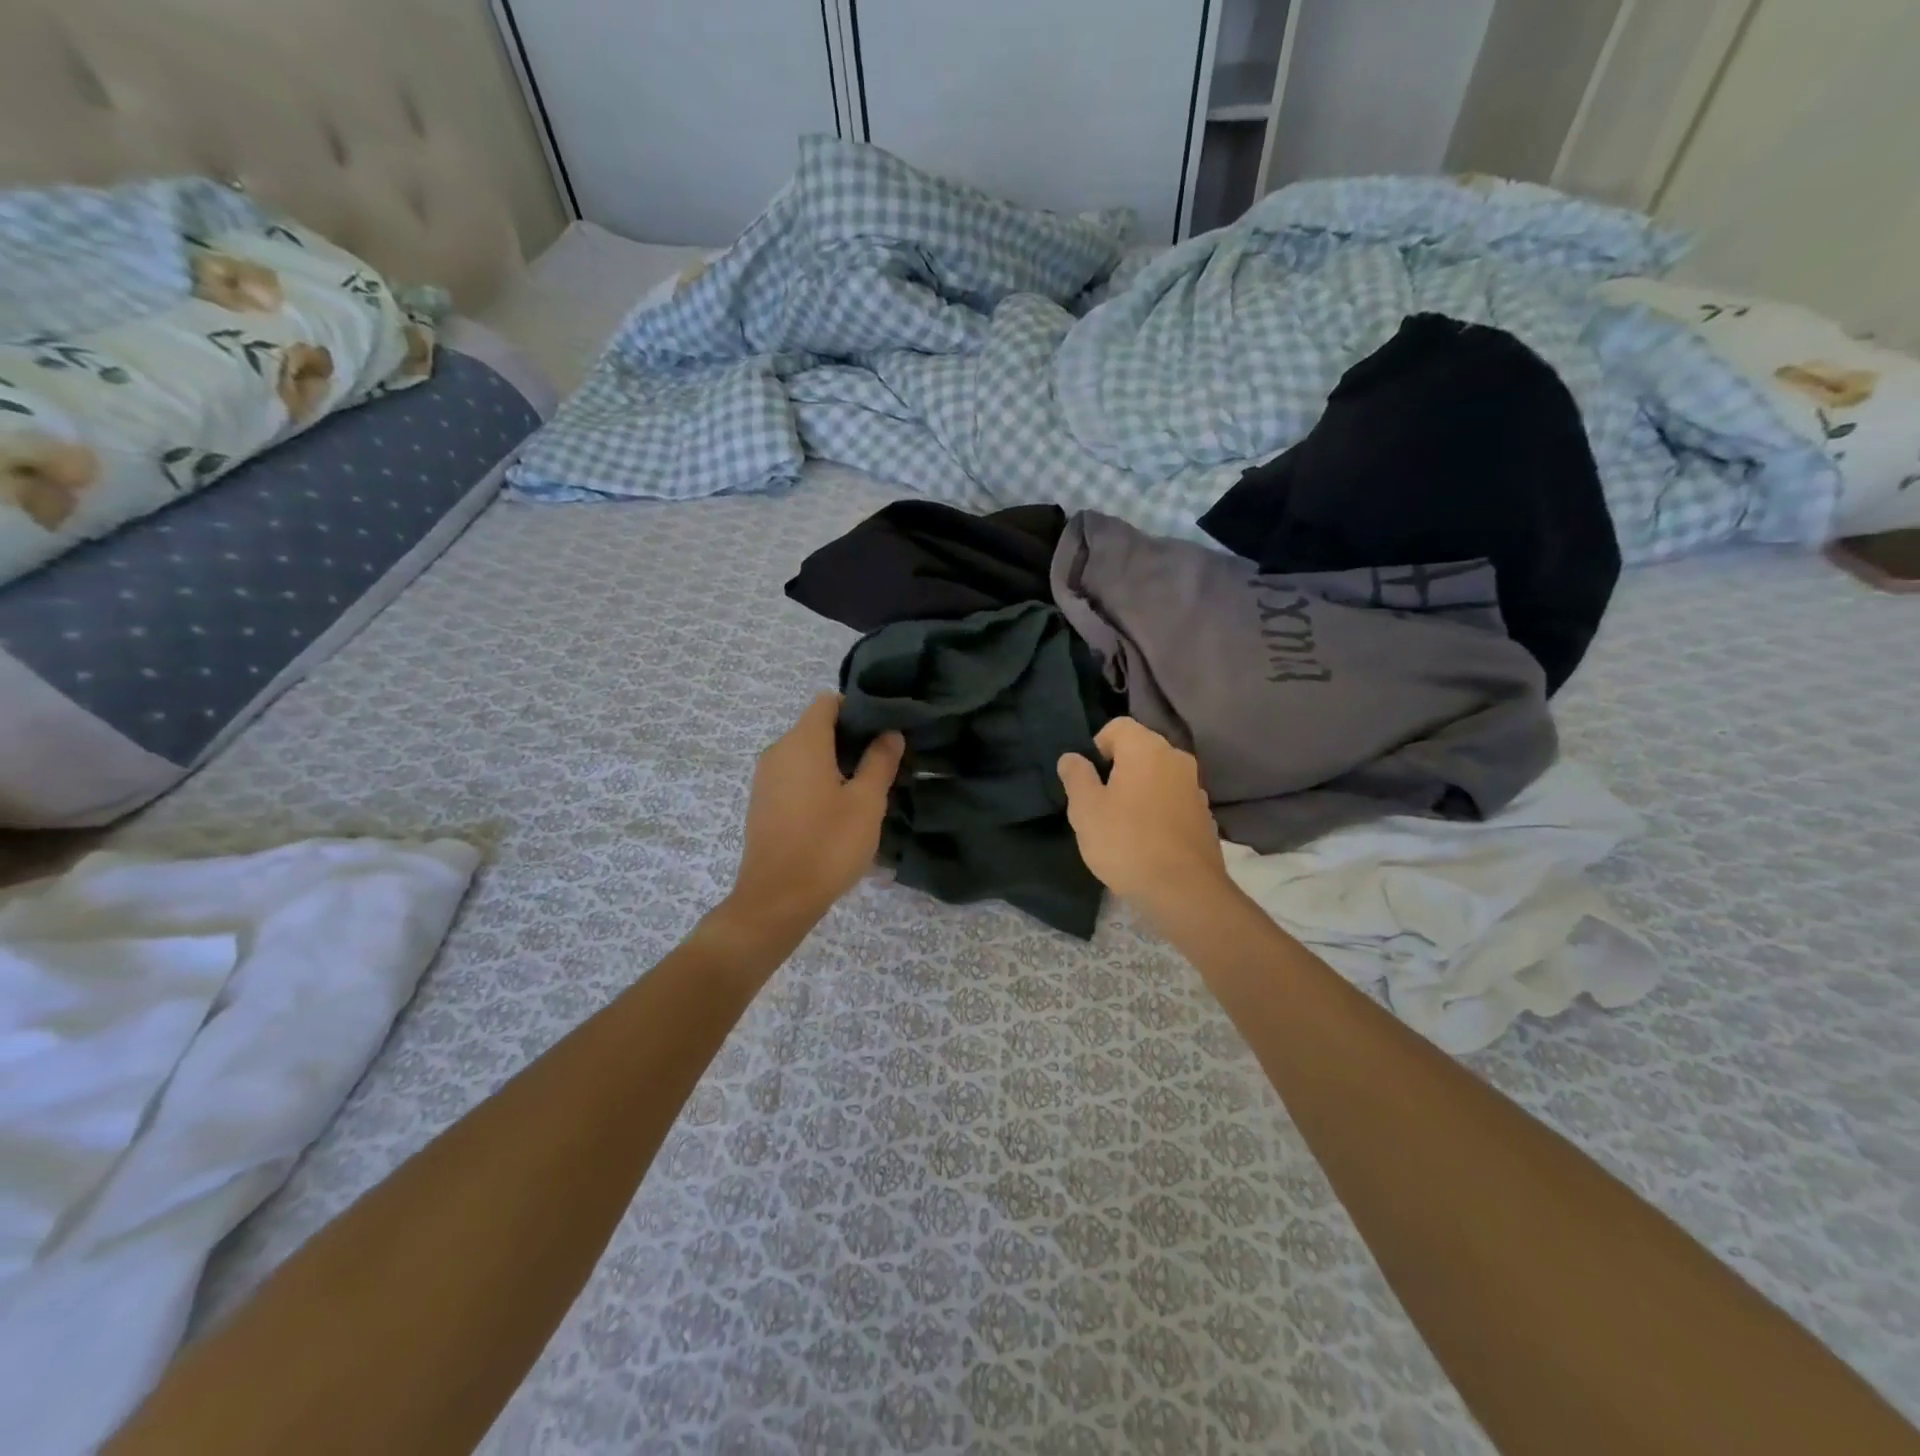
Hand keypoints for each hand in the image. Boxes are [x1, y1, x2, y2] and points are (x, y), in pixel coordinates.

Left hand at [727, 694, 903, 931]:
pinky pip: (794, 777)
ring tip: (866, 789)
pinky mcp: (763, 803)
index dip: (857, 709)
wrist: (777, 899)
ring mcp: (766, 779)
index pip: (828, 703)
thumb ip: (880, 761)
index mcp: (802, 742)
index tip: (883, 730)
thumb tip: (889, 733)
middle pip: (816, 728)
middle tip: (884, 763)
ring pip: (806, 755)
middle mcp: (778, 751)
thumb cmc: (827, 845)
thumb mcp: (866, 802)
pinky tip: (838, 810)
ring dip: (835, 764)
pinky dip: (817, 782)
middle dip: (850, 739)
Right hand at [1058, 718, 1230, 915]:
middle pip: (1140, 750)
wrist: (1183, 891)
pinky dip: (1158, 810)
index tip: (1087, 779)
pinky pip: (1173, 800)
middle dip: (1117, 769)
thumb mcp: (1086, 809)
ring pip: (1158, 776)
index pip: (1117, 726)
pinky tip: (1146, 840)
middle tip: (1099, 803)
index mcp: (1147, 749)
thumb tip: (1072, 757)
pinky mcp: (1205, 816)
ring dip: (1139, 790)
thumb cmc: (1126, 842)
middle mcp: (1176, 759)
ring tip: (1122, 824)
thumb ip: (1076, 776)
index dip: (1097, 747)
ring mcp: (1195, 787)